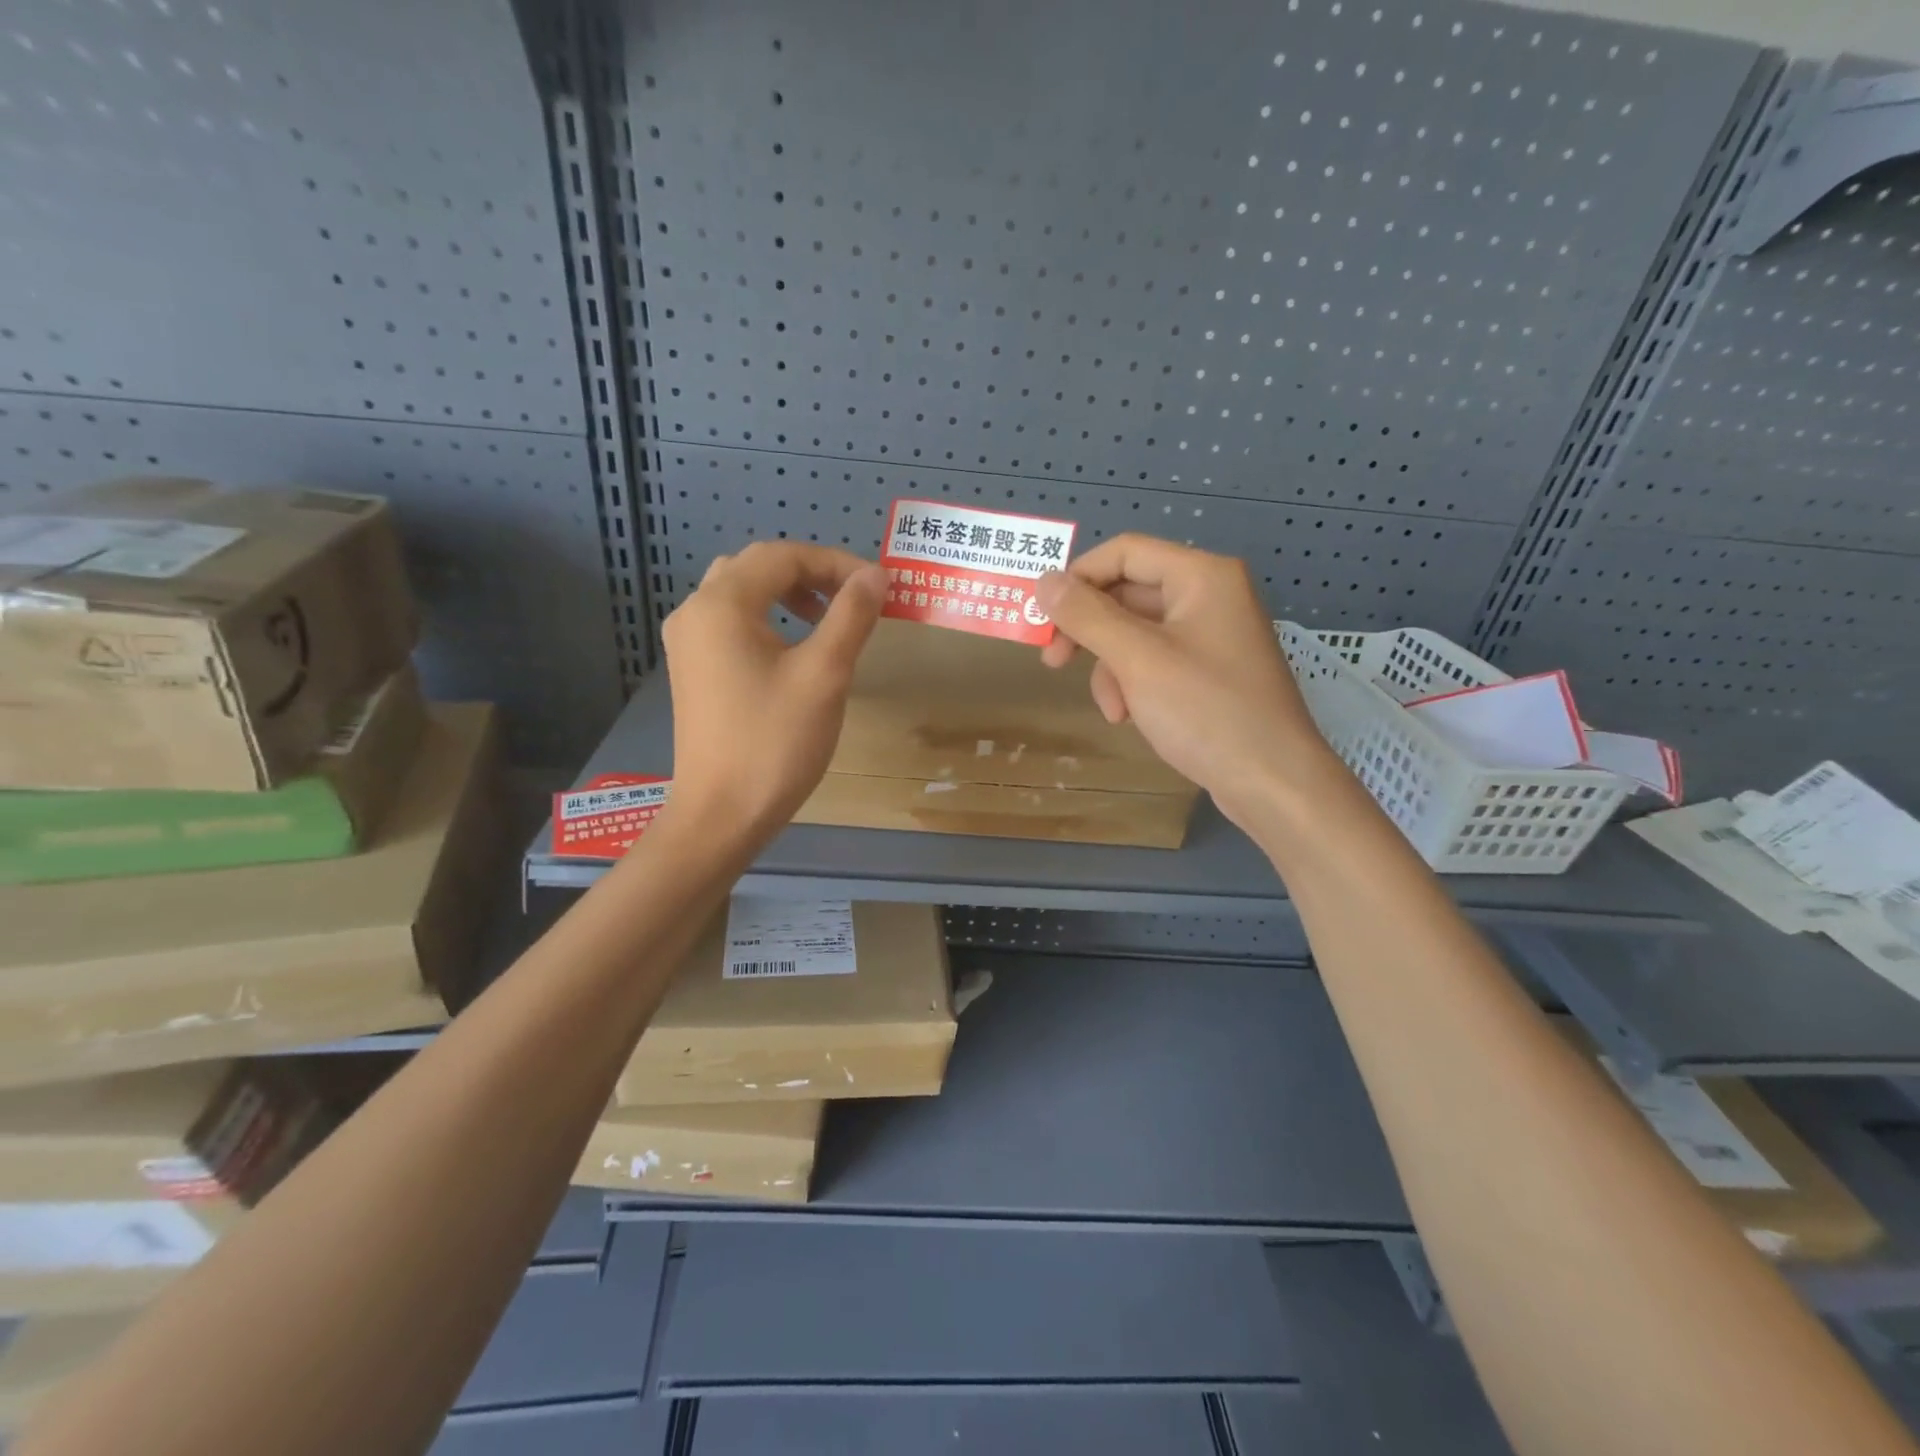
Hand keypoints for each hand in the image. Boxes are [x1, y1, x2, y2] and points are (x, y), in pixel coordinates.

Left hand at [661, 542, 885, 840]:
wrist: (722, 815)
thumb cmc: (775, 743)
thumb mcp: (824, 675)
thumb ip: (851, 616)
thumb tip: (875, 576)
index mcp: (721, 605)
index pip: (782, 556)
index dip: (835, 562)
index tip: (877, 587)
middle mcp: (695, 612)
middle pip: (757, 567)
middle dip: (811, 574)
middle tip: (853, 598)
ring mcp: (688, 643)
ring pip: (742, 592)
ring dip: (788, 594)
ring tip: (827, 619)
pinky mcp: (692, 669)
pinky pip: (731, 622)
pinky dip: (768, 618)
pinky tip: (794, 649)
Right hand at [1034, 535, 1335, 829]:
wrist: (1273, 781)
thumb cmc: (1206, 711)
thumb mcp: (1137, 660)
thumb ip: (1087, 616)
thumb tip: (1044, 581)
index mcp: (1201, 576)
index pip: (1124, 551)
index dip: (1078, 577)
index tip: (1042, 616)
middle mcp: (1210, 595)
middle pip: (1128, 593)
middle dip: (1089, 630)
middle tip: (1052, 660)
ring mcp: (1212, 635)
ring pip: (1136, 633)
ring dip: (1111, 667)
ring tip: (1112, 710)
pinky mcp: (1210, 672)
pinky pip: (1156, 661)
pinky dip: (1134, 684)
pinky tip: (1130, 717)